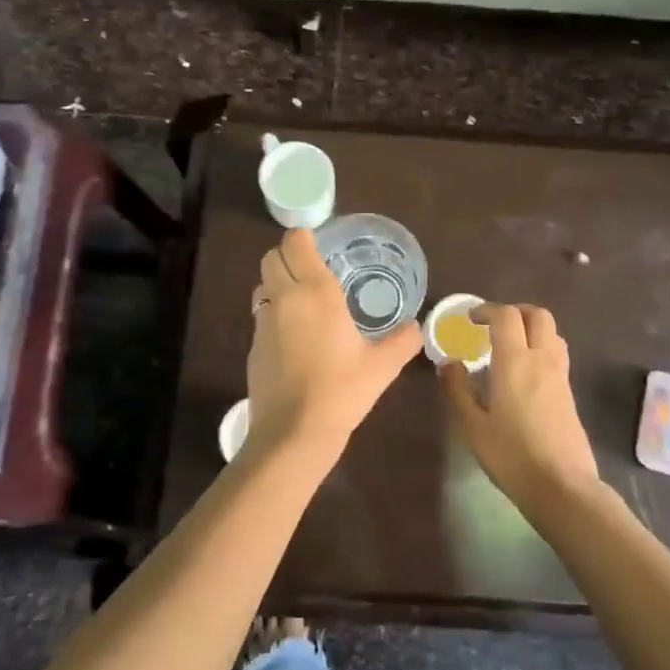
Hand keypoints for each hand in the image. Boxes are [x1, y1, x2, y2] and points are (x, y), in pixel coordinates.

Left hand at [246, 228, 422, 458]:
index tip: (318, 243)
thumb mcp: (382, 366)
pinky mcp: (253, 345)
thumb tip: (416, 328)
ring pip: (262, 285)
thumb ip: (403, 341)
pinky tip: (294, 338)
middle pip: (272, 257)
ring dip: (278, 283)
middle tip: (311, 269)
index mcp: (316, 293)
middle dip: (288, 256)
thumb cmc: (342, 391)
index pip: (295, 243)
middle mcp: (284, 298)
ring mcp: (263, 322)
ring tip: (302, 301)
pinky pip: (261, 315)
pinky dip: (274, 314)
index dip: (303, 237)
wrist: (294, 432)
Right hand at [440, 303, 599, 506]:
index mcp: (515, 361)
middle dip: (515, 311)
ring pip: (552, 333)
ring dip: (531, 328)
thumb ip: (457, 390)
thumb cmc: (511, 456)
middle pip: (538, 315)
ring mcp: (560, 375)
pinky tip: (522, 373)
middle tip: (493, 325)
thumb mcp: (472, 426)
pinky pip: (556, 354)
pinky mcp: (569, 392)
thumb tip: (448, 363)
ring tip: (509, 346)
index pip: (506, 316)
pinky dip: (540, 348)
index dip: (487, 310)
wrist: (562, 486)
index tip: (470, 319)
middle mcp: (542, 359)